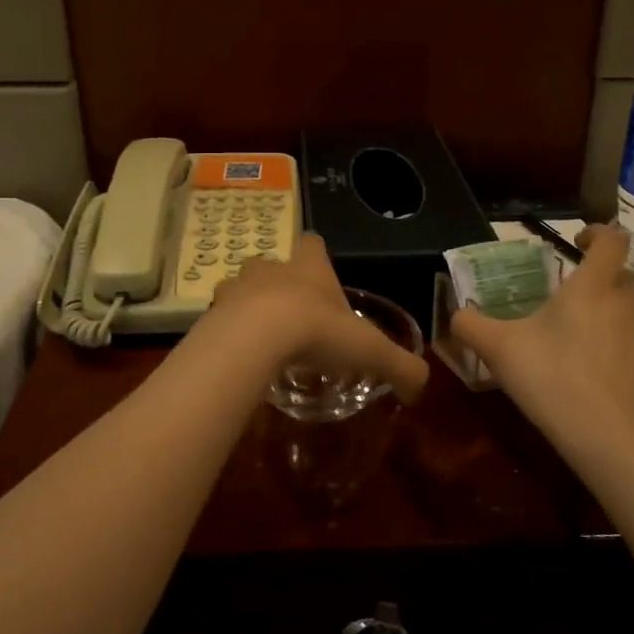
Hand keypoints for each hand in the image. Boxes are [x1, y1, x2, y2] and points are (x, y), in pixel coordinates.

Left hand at [209, 234, 429, 404]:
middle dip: (279, 284)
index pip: (313, 244)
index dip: (317, 256)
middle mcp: (271, 269)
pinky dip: (228, 332)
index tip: (320, 275)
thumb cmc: (317, 332)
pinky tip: (239, 355)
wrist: (256, 338)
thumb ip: (400, 367)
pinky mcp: (212, 312)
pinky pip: (220, 318)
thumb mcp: (370, 351)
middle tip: (291, 315)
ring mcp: (236, 287)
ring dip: (249, 306)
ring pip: (241, 288)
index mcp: (309, 268)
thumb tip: (421, 389)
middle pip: (272, 264)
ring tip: (260, 336)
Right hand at [450, 226, 633, 435]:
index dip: (598, 232)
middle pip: (628, 272)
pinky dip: (626, 332)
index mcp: (592, 287)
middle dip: (605, 271)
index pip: (612, 241)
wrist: (604, 434)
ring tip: (598, 312)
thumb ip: (471, 325)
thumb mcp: (497, 348)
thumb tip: (456, 314)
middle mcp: (624, 302)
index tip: (577, 239)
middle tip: (576, 285)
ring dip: (624, 299)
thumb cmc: (550, 377)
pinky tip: (602, 350)